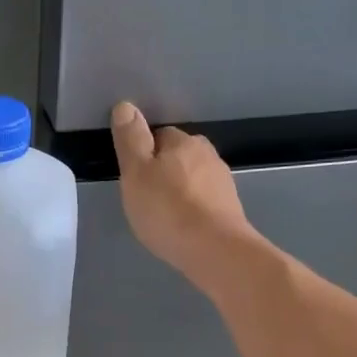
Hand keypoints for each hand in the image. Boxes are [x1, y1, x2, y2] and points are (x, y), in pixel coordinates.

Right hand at [110, 101, 259, 288]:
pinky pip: (204, 201)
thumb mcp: (136, 173)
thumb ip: (130, 139)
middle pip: (179, 156)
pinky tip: (183, 227)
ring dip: (180, 191)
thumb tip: (126, 105)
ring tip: (164, 215)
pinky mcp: (230, 209)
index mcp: (183, 142)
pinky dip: (193, 209)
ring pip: (193, 179)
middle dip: (164, 171)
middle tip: (146, 198)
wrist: (215, 250)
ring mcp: (223, 182)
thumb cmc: (168, 209)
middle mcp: (208, 155)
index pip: (159, 135)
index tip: (133, 177)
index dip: (143, 154)